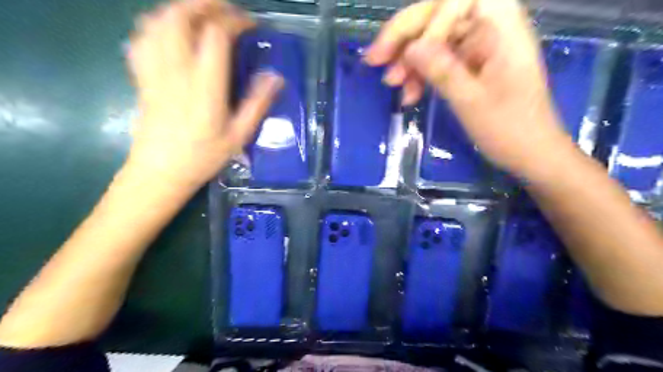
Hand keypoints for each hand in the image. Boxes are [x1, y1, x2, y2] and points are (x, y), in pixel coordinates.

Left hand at [127, 0, 281, 188]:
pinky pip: (141, 37)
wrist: (161, 172)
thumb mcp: (239, 135)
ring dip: (181, 9)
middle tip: (226, 9)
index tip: (250, 25)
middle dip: (205, 3)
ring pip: (158, 21)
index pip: (216, 35)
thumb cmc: (204, 157)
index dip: (234, 21)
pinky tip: (170, 31)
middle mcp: (176, 70)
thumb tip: (276, 77)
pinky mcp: (141, 77)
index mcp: (205, 86)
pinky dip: (156, 24)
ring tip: (202, 15)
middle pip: (181, 16)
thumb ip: (257, 104)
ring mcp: (154, 71)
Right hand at [364, 0, 578, 177]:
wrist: (529, 153)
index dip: (429, 22)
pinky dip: (419, 75)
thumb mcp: (472, 101)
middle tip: (375, 59)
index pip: (456, 0)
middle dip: (405, 36)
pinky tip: (408, 95)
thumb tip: (410, 48)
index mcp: (502, 25)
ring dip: (408, 59)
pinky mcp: (468, 65)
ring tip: (391, 84)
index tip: (412, 55)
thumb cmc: (509, 129)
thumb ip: (442, 70)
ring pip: (433, 39)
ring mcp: (477, 47)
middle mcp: (489, 27)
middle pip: (439, 15)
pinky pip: (437, 61)